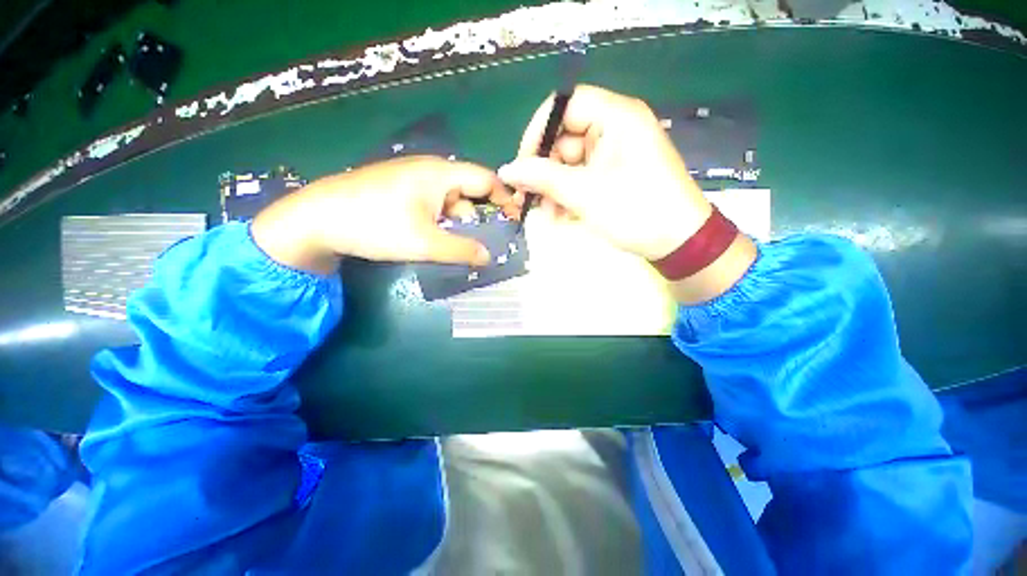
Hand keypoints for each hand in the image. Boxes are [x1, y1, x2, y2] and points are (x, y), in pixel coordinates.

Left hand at [252, 156, 514, 273]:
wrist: (317, 218)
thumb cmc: (375, 225)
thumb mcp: (425, 242)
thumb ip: (462, 250)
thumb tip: (489, 258)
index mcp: (441, 173)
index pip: (486, 179)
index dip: (504, 198)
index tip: (514, 221)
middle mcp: (430, 171)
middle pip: (468, 193)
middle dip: (480, 218)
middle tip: (485, 245)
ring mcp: (413, 180)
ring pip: (450, 202)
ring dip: (458, 224)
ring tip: (459, 249)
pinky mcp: (401, 191)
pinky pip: (433, 205)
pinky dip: (442, 222)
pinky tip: (437, 240)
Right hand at [500, 85, 755, 303]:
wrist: (678, 243)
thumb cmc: (636, 211)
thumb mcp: (585, 194)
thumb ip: (543, 178)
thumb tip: (507, 170)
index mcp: (617, 117)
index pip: (566, 106)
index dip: (539, 132)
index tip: (523, 164)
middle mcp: (615, 129)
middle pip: (565, 140)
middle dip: (546, 172)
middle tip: (529, 199)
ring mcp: (614, 154)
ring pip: (570, 165)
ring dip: (554, 190)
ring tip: (548, 217)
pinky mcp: (613, 175)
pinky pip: (581, 179)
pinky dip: (568, 197)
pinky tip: (562, 218)